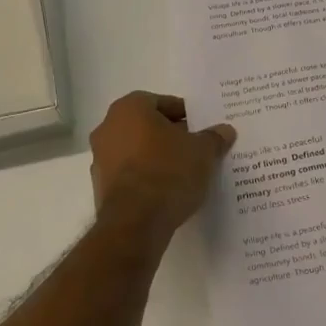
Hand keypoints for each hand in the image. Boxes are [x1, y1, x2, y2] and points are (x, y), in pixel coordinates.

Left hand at [89, 92, 235, 241]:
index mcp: (129, 109)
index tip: (200, 127)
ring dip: (156, 156)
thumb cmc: (168, 172)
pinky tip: (167, 190)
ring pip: (135, 150)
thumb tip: (224, 131)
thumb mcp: (203, 151)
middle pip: (146, 126)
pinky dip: (145, 177)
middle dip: (169, 135)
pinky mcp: (100, 188)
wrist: (136, 222)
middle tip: (195, 147)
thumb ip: (214, 137)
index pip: (161, 102)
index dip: (183, 114)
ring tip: (184, 171)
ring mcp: (100, 160)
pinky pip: (129, 174)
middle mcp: (108, 128)